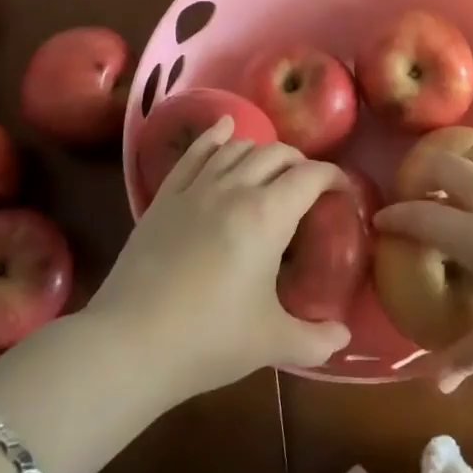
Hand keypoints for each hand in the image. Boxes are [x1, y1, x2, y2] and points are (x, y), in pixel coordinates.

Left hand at [88, 117, 351, 397]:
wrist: (129, 344)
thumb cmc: (208, 340)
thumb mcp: (271, 343)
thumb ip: (315, 339)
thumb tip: (343, 337)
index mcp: (268, 215)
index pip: (311, 175)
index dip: (334, 176)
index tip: (343, 191)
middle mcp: (235, 188)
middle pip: (277, 153)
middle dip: (300, 163)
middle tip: (309, 188)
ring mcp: (196, 188)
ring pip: (238, 148)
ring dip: (262, 151)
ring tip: (271, 168)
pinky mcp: (164, 197)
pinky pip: (194, 153)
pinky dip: (214, 136)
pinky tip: (224, 128)